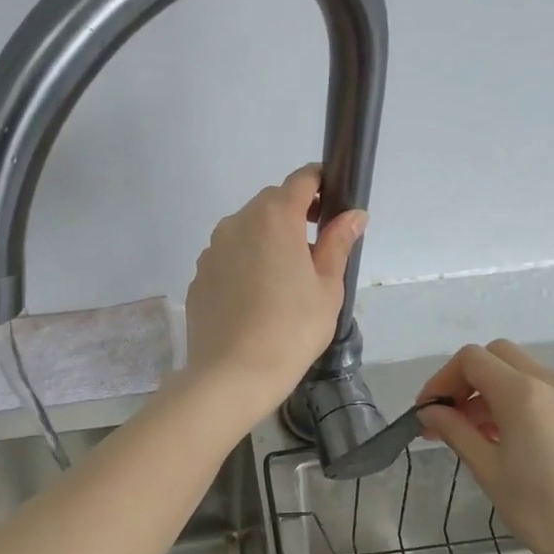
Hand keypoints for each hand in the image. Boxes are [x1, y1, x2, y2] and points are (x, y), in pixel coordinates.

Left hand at [183, 165, 366, 416]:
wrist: (232, 374)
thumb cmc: (292, 328)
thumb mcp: (328, 287)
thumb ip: (338, 243)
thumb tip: (353, 215)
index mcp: (275, 218)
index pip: (301, 180)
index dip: (321, 183)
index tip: (333, 204)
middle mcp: (238, 222)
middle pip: (271, 203)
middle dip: (295, 215)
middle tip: (314, 251)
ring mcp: (213, 249)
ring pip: (246, 230)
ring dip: (267, 240)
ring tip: (284, 282)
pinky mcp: (199, 275)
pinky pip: (228, 257)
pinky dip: (244, 264)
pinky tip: (255, 300)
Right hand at [417, 341, 553, 553]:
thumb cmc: (545, 515)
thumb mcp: (490, 472)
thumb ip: (455, 431)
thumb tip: (430, 412)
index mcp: (525, 393)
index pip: (472, 360)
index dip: (442, 379)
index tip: (428, 412)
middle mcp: (553, 382)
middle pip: (498, 355)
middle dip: (467, 379)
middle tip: (449, 417)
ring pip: (522, 371)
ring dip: (491, 390)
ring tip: (473, 434)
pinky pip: (544, 390)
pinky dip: (517, 400)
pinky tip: (506, 439)